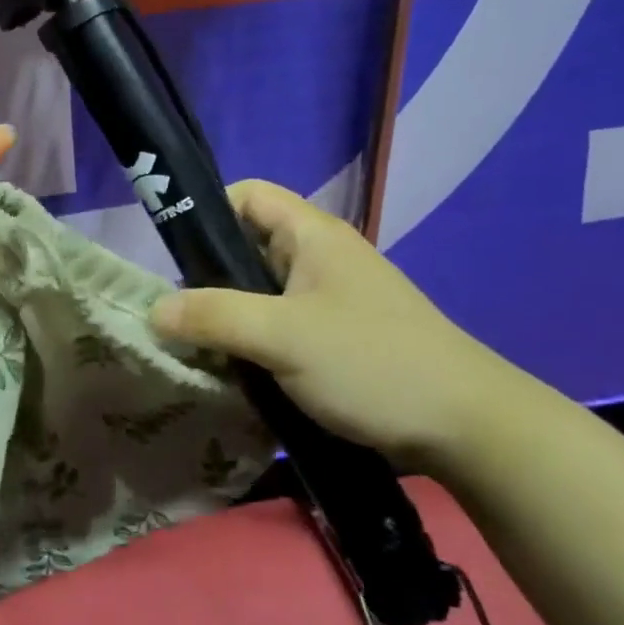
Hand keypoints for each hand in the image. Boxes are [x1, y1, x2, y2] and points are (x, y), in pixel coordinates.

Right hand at [149, 180, 538, 474]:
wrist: (469, 429)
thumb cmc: (372, 363)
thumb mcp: (282, 336)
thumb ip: (213, 317)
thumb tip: (154, 311)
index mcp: (311, 234)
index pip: (246, 195)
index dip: (206, 213)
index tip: (175, 258)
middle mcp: (319, 257)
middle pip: (246, 246)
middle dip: (207, 277)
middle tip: (177, 315)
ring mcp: (330, 299)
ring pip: (260, 292)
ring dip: (228, 317)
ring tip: (197, 348)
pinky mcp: (336, 338)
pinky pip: (278, 325)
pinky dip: (252, 342)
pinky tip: (235, 372)